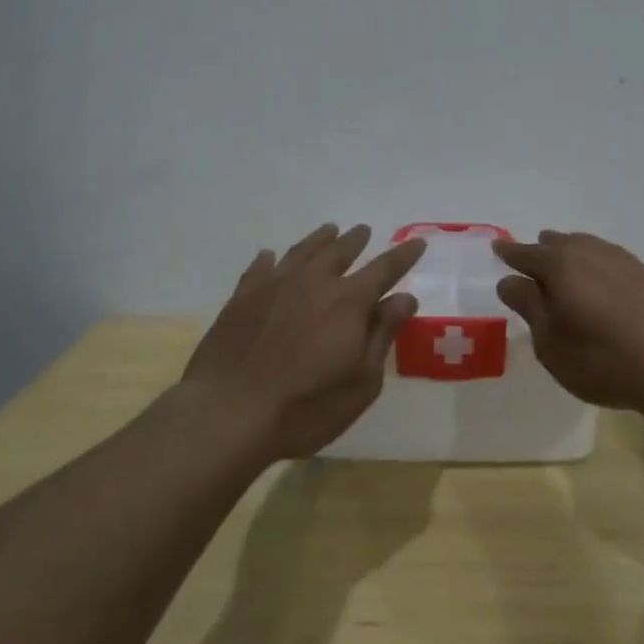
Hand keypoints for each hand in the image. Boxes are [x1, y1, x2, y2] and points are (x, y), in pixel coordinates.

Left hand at [179, 224, 425, 459]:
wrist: (227, 413)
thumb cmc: (305, 407)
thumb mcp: (361, 382)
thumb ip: (382, 335)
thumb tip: (405, 298)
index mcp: (349, 301)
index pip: (384, 269)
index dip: (403, 256)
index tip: (417, 242)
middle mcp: (314, 282)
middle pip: (340, 251)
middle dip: (356, 240)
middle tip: (363, 230)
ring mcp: (274, 285)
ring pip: (303, 251)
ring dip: (319, 239)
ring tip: (329, 230)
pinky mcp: (241, 297)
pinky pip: (261, 267)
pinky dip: (270, 259)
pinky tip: (270, 256)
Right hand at [493, 230, 643, 417]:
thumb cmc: (603, 360)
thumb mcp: (551, 343)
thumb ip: (529, 306)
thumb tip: (510, 280)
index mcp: (560, 266)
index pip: (526, 254)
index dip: (509, 254)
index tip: (497, 249)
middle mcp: (591, 253)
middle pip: (558, 243)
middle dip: (541, 250)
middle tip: (531, 260)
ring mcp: (624, 261)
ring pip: (587, 247)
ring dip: (570, 253)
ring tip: (565, 267)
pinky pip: (610, 259)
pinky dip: (596, 265)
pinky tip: (601, 282)